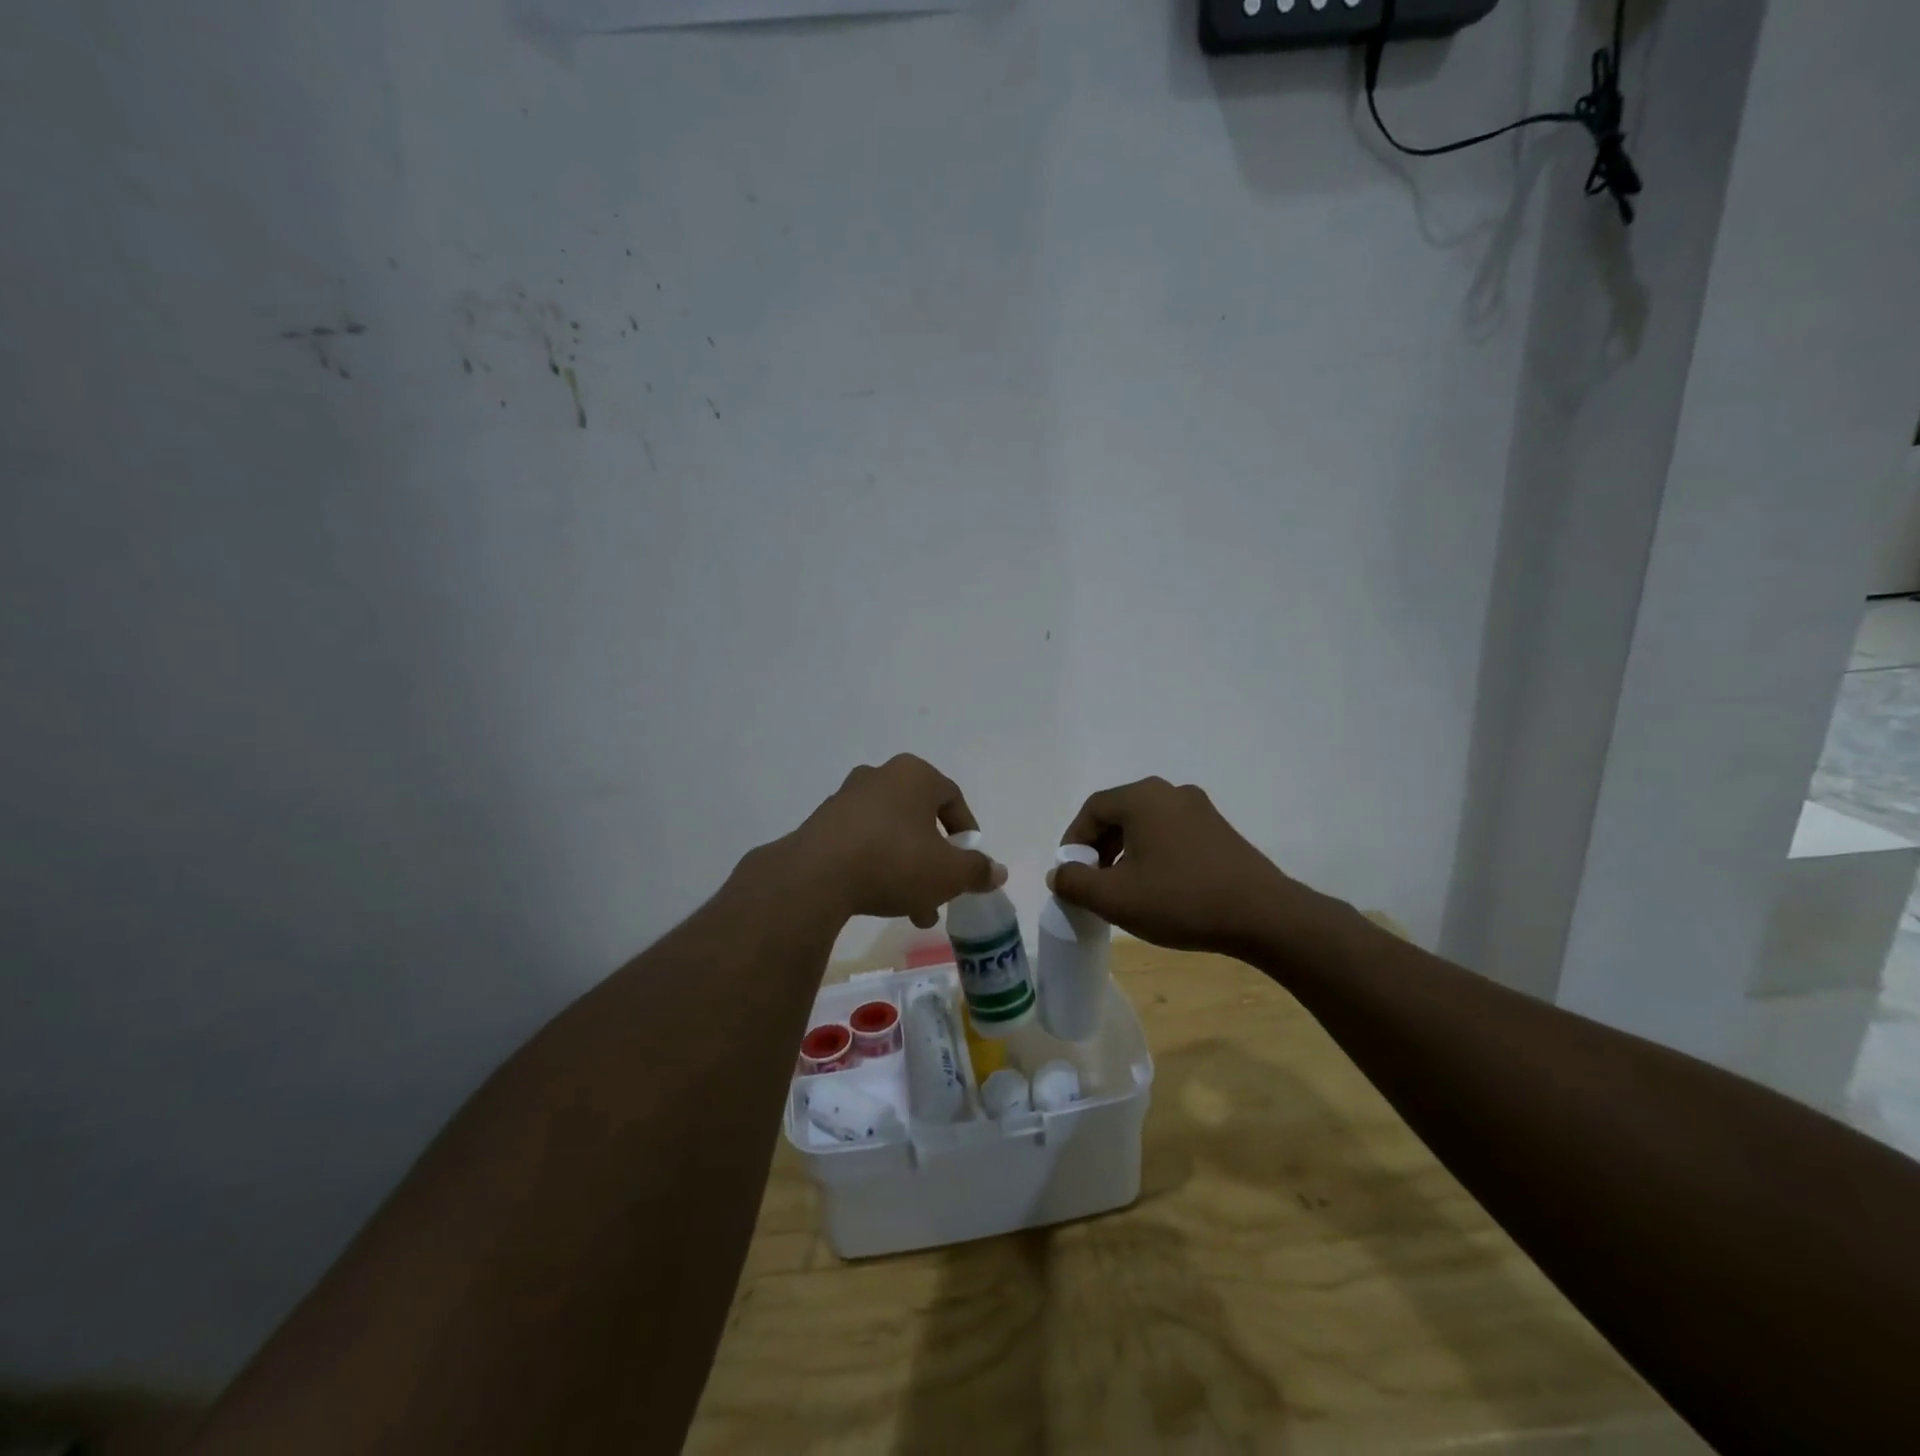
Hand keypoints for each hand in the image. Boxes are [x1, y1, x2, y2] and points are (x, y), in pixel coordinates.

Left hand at [787, 755, 1005, 926]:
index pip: (953, 797)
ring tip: (914, 911)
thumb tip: (997, 871)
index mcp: (914, 775)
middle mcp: (880, 776)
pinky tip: (880, 900)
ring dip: (908, 869)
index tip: (970, 863)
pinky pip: (862, 843)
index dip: (968, 832)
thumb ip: (977, 870)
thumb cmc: (895, 861)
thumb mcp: (948, 873)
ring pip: (892, 834)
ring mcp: (846, 798)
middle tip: (942, 893)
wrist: (816, 876)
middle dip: (935, 860)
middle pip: (921, 820)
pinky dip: (877, 866)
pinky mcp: (822, 824)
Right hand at [1049, 777, 1327, 957]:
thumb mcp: (1115, 898)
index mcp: (1142, 798)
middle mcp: (1170, 792)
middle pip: (1119, 813)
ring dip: (1125, 851)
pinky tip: (1158, 887)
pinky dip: (1153, 854)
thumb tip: (1058, 873)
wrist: (1263, 915)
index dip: (1073, 841)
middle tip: (1093, 881)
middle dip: (1099, 847)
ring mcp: (1200, 809)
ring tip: (1123, 888)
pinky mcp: (1219, 830)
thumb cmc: (1180, 900)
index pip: (1092, 809)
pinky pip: (1172, 834)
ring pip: (1146, 824)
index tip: (1069, 873)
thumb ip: (1075, 882)